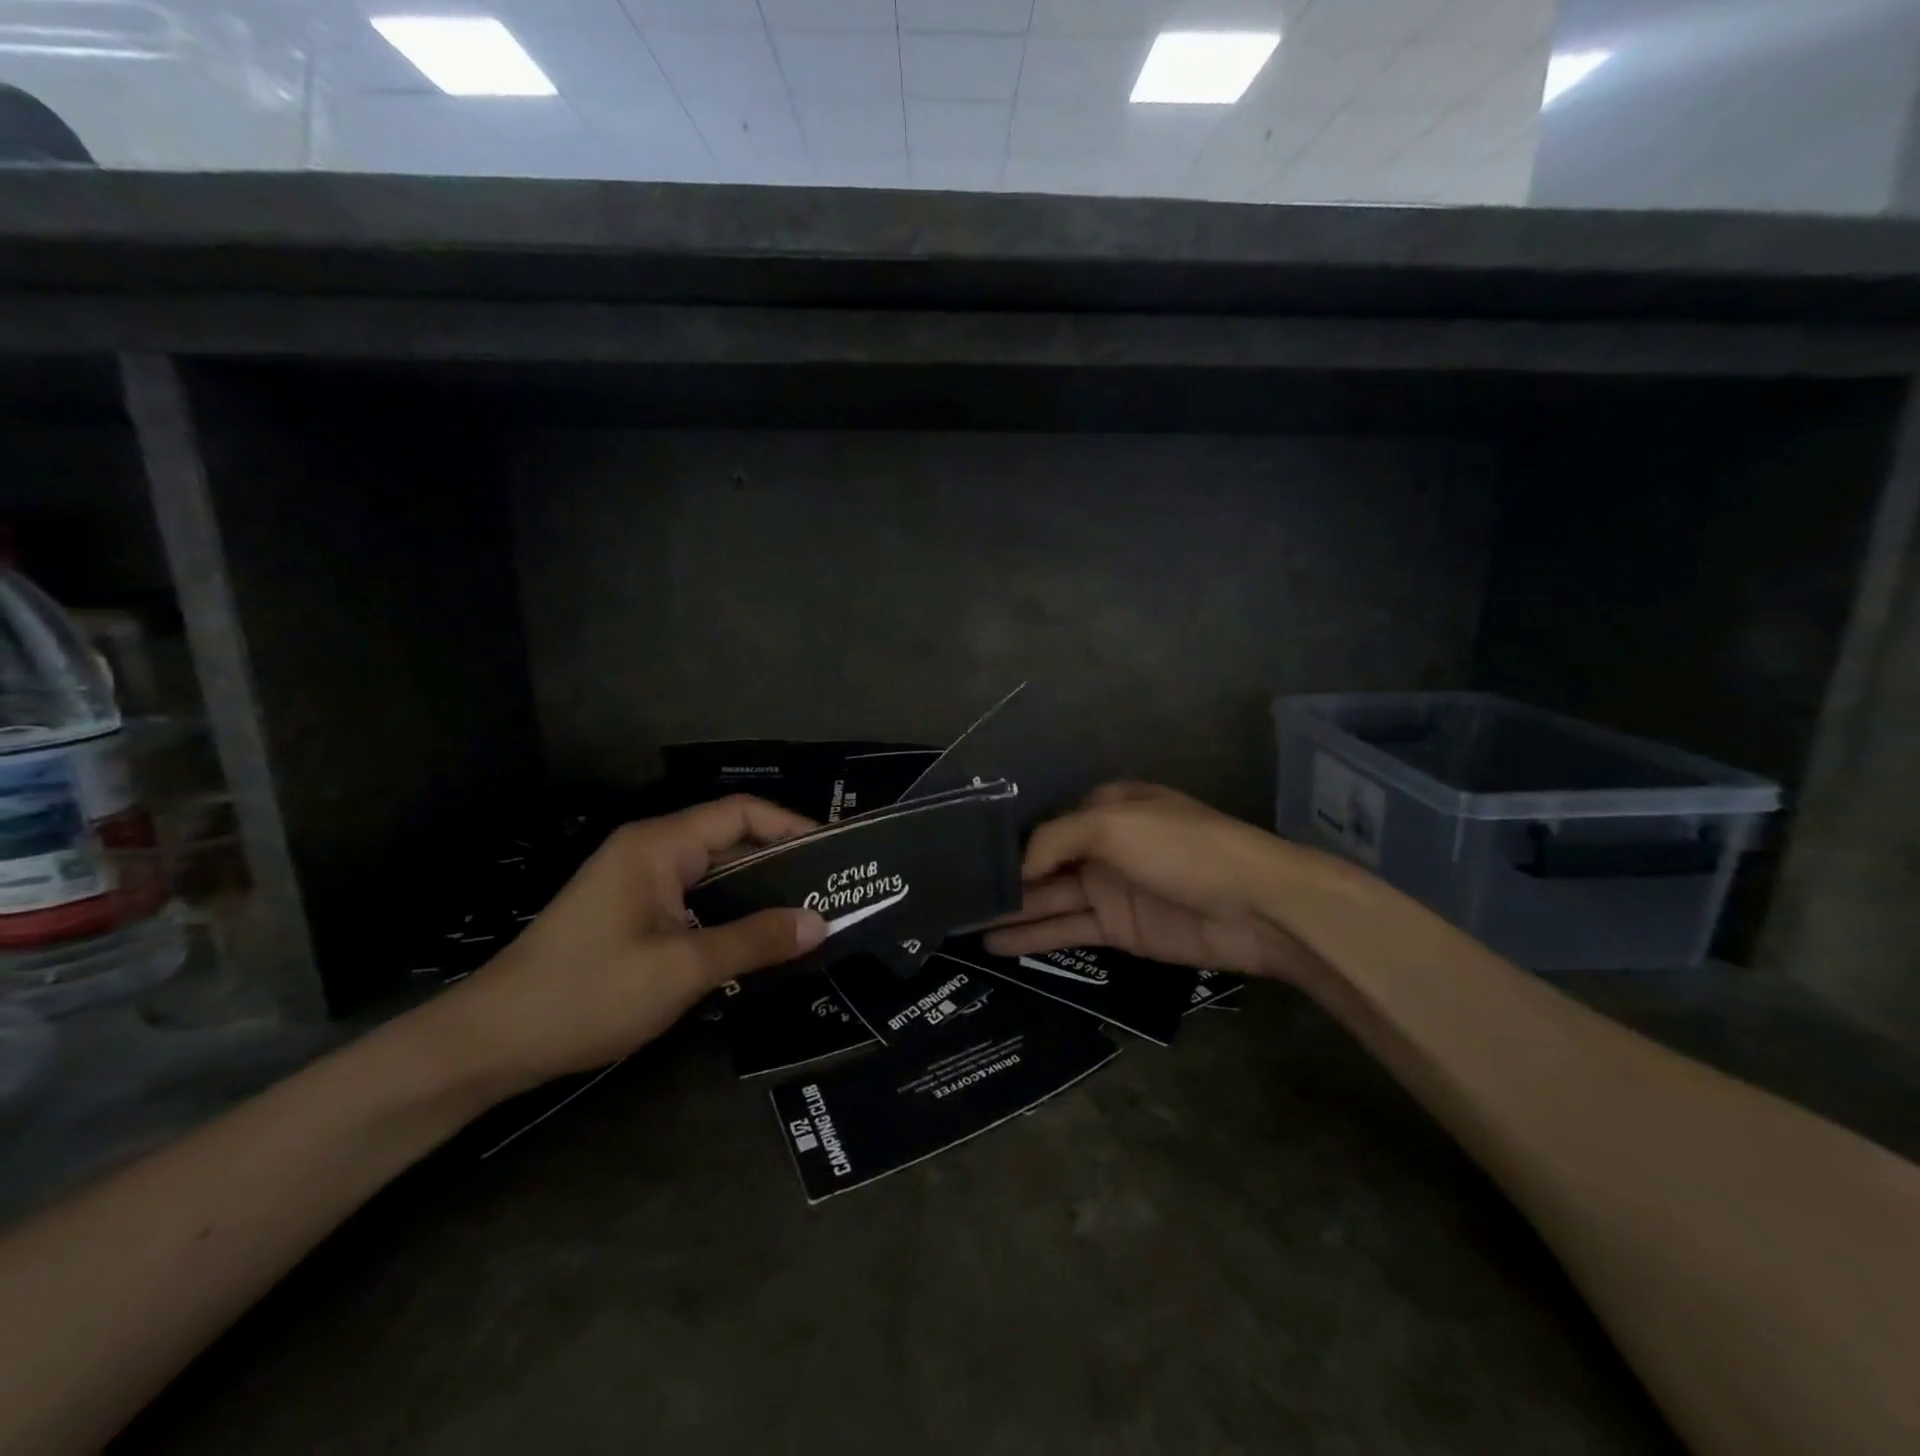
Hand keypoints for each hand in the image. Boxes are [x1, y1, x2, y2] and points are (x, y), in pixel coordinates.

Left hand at [419, 796, 826, 1091]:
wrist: (488, 1044)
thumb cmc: (586, 994)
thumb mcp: (682, 969)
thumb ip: (755, 941)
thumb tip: (821, 923)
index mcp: (659, 845)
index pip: (740, 813)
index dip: (792, 826)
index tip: (836, 855)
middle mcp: (651, 853)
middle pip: (731, 842)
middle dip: (784, 865)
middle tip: (835, 893)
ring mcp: (640, 885)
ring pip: (716, 877)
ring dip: (760, 895)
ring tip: (812, 919)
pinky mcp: (634, 916)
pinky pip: (697, 903)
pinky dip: (732, 917)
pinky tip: (762, 944)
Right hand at [984, 782, 1329, 983]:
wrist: (1254, 907)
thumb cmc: (1182, 848)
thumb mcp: (1113, 824)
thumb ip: (1056, 838)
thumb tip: (1019, 866)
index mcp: (1106, 808)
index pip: (1046, 824)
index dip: (1010, 842)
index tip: (967, 860)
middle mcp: (1103, 846)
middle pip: (1043, 863)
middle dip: (1003, 879)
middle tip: (952, 898)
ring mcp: (1110, 889)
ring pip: (1049, 899)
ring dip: (1010, 911)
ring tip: (961, 925)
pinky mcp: (1119, 929)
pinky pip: (1066, 929)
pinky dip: (1033, 937)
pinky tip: (996, 944)